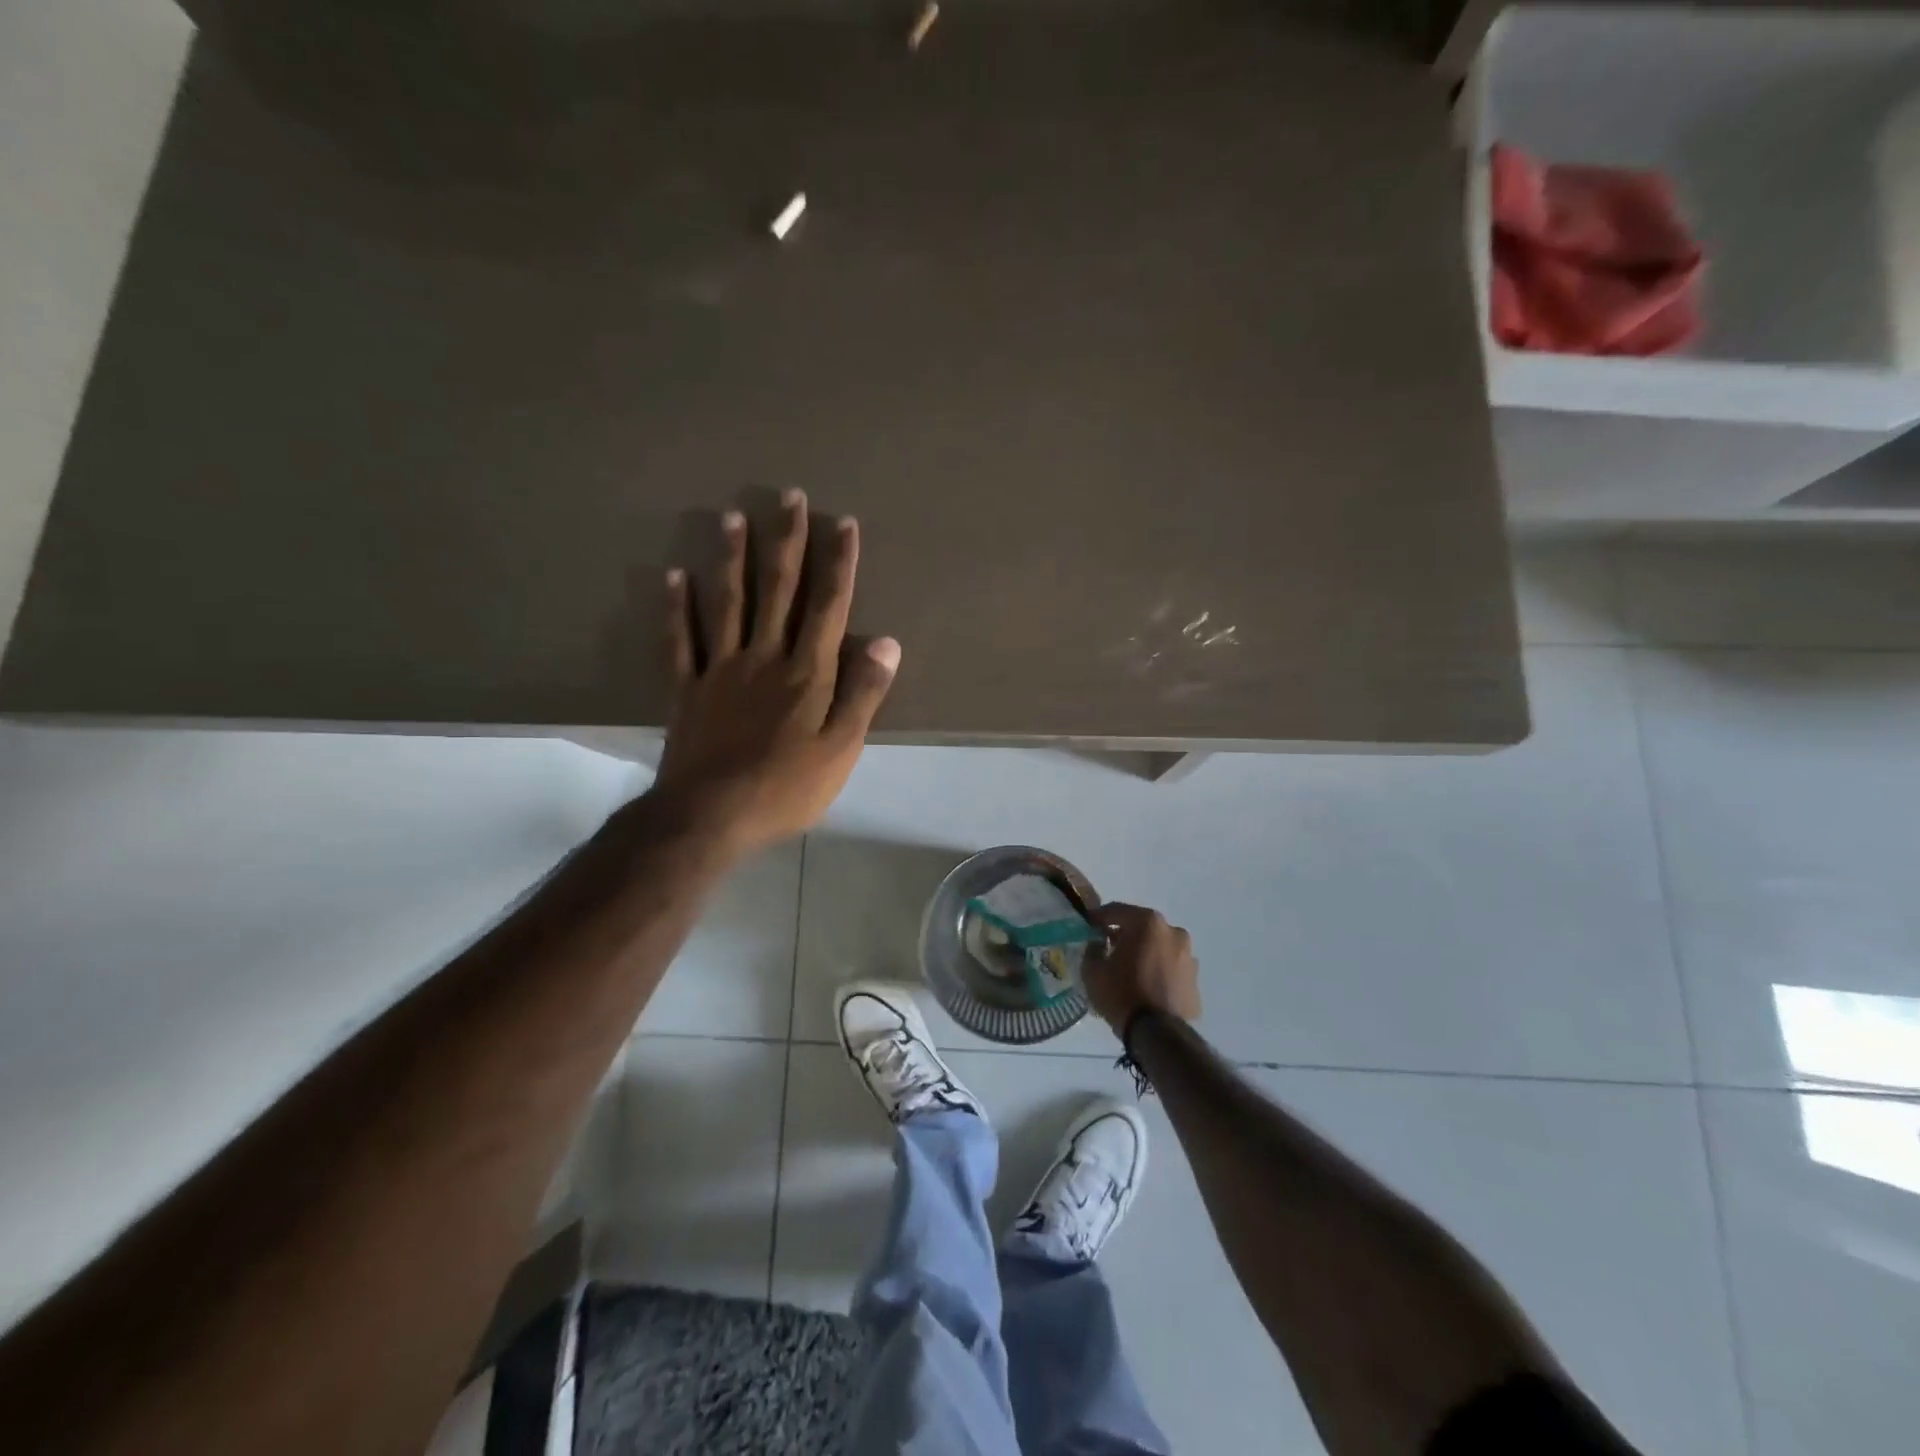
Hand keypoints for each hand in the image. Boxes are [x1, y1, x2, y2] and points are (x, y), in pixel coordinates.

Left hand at [653, 490, 898, 857]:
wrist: (711, 816)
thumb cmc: (786, 787)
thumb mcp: (842, 748)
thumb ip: (863, 693)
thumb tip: (887, 642)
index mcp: (806, 672)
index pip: (828, 606)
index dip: (837, 563)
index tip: (842, 522)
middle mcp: (764, 657)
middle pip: (778, 591)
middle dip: (786, 542)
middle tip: (788, 497)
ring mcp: (720, 670)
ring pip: (727, 603)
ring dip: (732, 559)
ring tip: (733, 517)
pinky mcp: (687, 690)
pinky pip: (680, 641)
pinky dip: (675, 608)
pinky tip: (673, 577)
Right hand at [1082, 902, 1201, 1033]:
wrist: (1158, 1034)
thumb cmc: (1121, 994)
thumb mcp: (1092, 970)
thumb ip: (1092, 949)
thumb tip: (1098, 944)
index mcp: (1148, 923)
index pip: (1117, 911)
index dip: (1099, 917)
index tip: (1089, 926)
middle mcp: (1173, 932)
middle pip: (1142, 928)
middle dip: (1125, 935)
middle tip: (1109, 949)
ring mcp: (1188, 957)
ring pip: (1159, 948)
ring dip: (1145, 954)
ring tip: (1130, 972)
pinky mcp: (1195, 981)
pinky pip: (1171, 969)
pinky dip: (1159, 972)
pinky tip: (1146, 988)